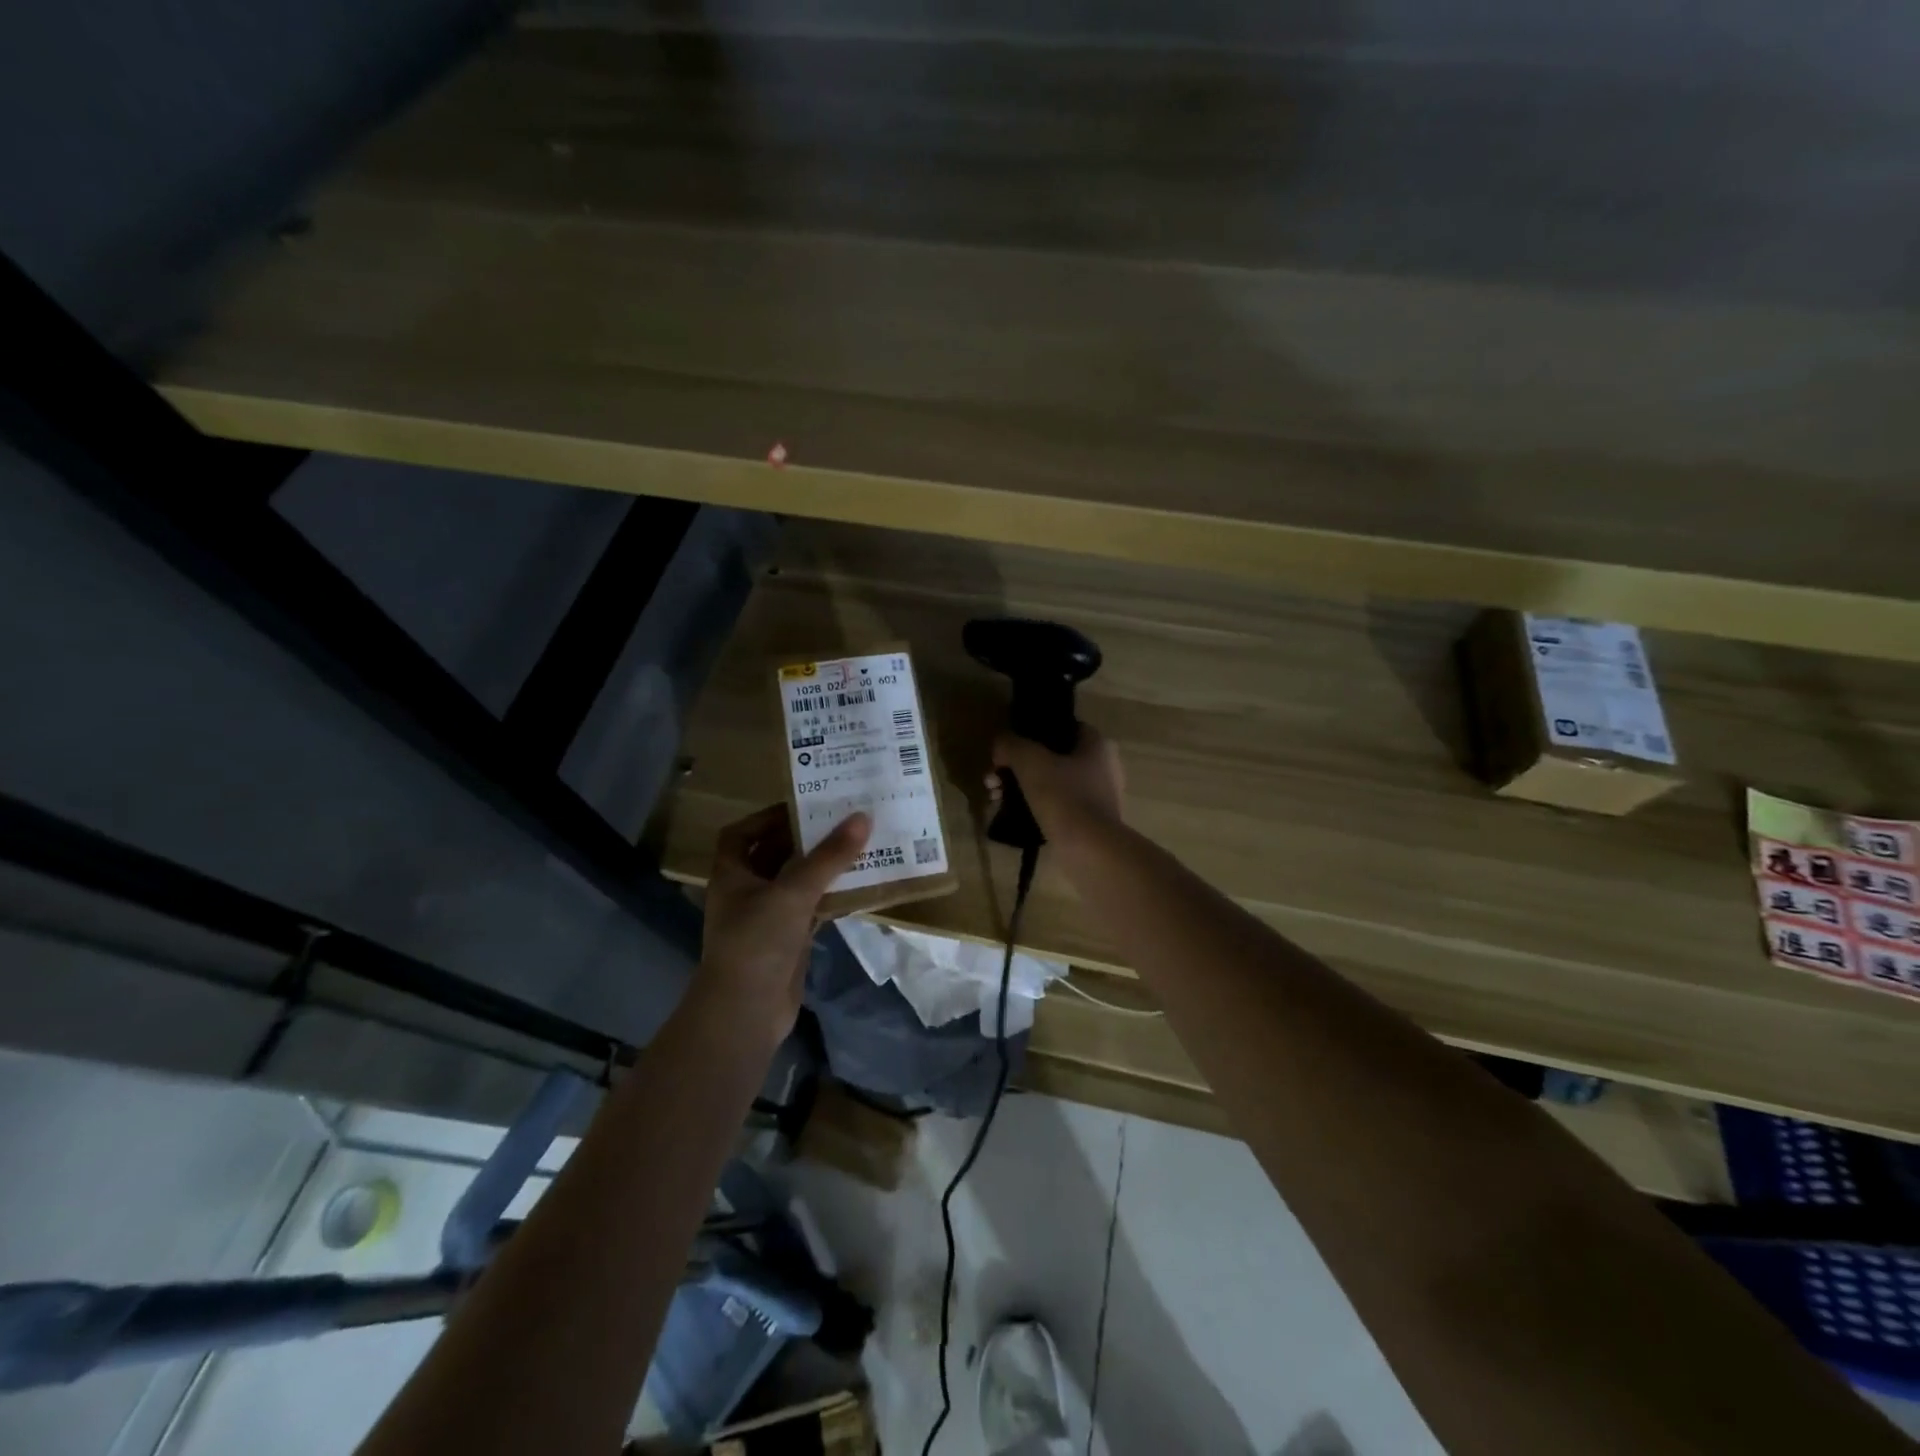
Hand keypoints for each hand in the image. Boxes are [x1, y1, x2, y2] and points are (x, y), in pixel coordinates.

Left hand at [696, 805, 870, 1045]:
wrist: (746, 1012)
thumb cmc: (757, 941)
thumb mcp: (793, 891)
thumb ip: (829, 856)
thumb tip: (862, 817)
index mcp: (732, 875)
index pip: (740, 835)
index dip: (766, 818)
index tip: (800, 806)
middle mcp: (746, 893)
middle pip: (773, 855)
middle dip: (802, 839)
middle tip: (839, 820)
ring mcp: (766, 919)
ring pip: (796, 883)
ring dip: (821, 868)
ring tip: (856, 846)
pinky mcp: (788, 942)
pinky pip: (811, 909)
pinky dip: (830, 897)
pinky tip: (858, 887)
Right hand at [987, 726, 1124, 839]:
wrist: (1089, 850)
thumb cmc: (1064, 796)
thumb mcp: (1030, 761)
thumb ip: (1011, 745)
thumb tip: (1000, 744)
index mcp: (1097, 745)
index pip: (1063, 728)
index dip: (1033, 733)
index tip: (1009, 747)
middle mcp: (1103, 767)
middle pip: (1052, 758)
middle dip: (1017, 767)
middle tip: (993, 779)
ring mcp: (1098, 798)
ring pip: (1052, 784)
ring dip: (1021, 788)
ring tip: (995, 799)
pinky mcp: (1090, 823)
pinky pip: (1057, 807)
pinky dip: (1035, 808)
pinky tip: (1011, 816)